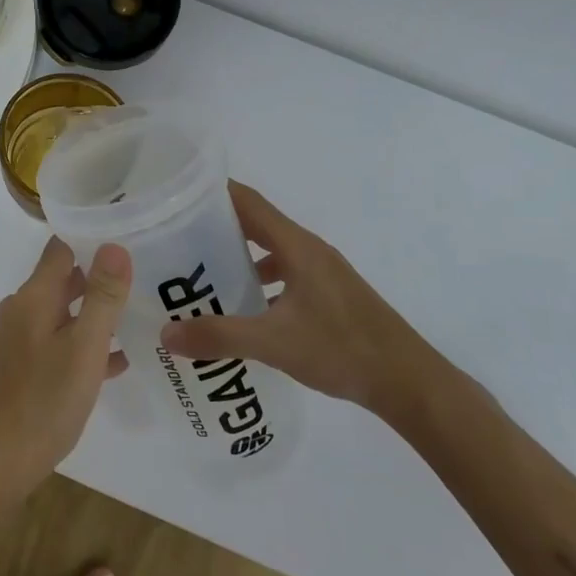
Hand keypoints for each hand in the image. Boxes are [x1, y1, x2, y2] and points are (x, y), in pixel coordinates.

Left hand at [0, 237, 131, 486]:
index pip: (61, 248)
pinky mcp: (27, 365)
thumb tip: (115, 245)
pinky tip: (118, 360)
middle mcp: (24, 310)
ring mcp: (23, 339)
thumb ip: (102, 296)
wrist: (1, 461)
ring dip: (95, 312)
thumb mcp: (84, 346)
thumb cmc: (46, 400)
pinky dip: (86, 343)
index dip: (91, 239)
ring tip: (137, 314)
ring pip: (65, 312)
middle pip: (64, 278)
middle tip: (142, 276)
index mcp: (34, 297)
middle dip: (99, 277)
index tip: (127, 238)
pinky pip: (62, 341)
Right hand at [159, 181, 447, 421]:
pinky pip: (284, 275)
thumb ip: (219, 336)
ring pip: (271, 252)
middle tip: (175, 238)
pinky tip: (242, 310)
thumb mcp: (274, 343)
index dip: (213, 192)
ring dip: (238, 257)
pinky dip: (259, 282)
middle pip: (256, 224)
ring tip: (201, 275)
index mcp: (296, 246)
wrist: (410, 383)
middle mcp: (309, 251)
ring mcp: (322, 273)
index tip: (176, 195)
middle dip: (217, 226)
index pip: (248, 201)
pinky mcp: (330, 296)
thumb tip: (165, 336)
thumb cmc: (343, 349)